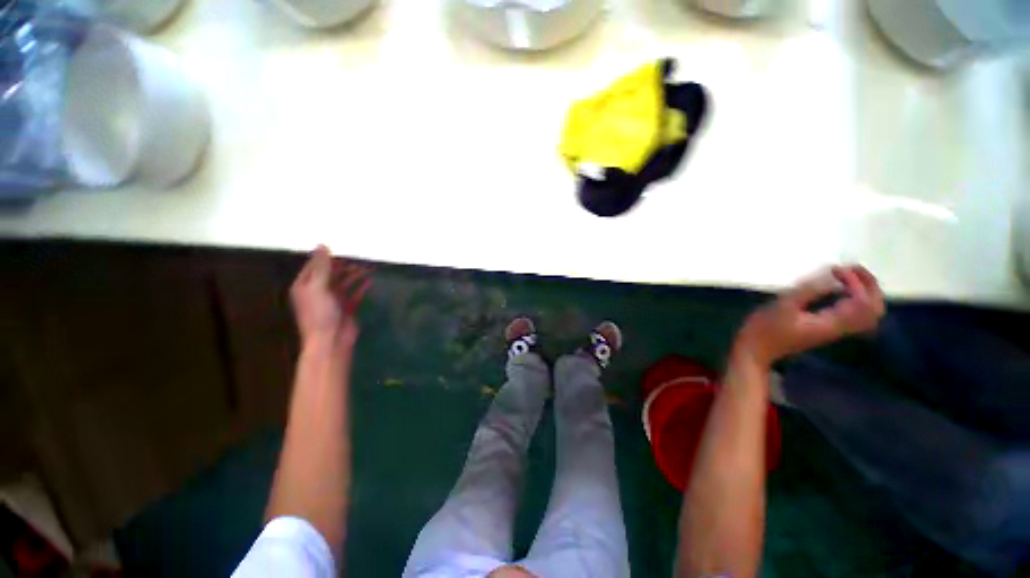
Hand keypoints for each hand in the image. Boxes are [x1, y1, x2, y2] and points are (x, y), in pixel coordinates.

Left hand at [290, 245, 371, 349]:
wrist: (331, 340)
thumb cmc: (320, 313)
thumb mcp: (318, 287)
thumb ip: (321, 267)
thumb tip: (322, 245)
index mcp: (305, 285)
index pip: (315, 265)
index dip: (327, 256)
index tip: (342, 246)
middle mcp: (318, 290)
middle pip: (332, 272)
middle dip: (345, 265)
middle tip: (360, 256)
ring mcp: (333, 299)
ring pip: (345, 281)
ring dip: (355, 274)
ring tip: (368, 267)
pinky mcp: (346, 306)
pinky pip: (355, 292)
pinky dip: (361, 286)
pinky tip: (370, 280)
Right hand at [735, 265, 884, 365]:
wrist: (756, 350)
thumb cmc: (766, 329)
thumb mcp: (783, 307)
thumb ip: (809, 291)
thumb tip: (832, 276)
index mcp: (831, 323)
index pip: (861, 302)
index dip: (855, 281)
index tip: (834, 269)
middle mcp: (840, 328)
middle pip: (874, 310)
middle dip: (870, 286)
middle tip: (853, 268)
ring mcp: (834, 329)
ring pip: (867, 313)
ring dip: (865, 292)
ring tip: (849, 275)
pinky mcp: (826, 328)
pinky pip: (854, 314)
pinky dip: (855, 299)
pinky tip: (839, 289)